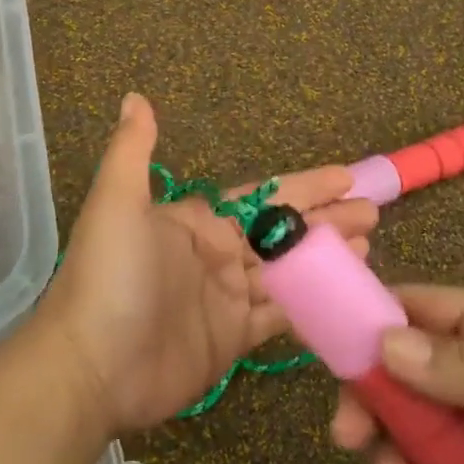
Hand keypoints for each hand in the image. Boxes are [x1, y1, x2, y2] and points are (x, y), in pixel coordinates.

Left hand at [40, 93, 378, 434]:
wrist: (91, 366)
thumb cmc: (110, 277)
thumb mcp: (117, 203)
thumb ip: (133, 150)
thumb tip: (136, 97)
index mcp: (196, 222)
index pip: (261, 196)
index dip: (303, 186)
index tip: (345, 176)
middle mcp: (215, 255)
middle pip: (282, 233)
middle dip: (325, 220)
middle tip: (372, 210)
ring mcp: (226, 299)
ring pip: (288, 272)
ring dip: (326, 259)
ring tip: (369, 245)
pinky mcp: (233, 340)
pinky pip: (282, 317)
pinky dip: (313, 305)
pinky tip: (345, 294)